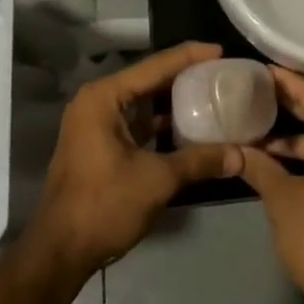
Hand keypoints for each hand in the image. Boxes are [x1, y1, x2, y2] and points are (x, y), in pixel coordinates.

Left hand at [32, 41, 242, 274]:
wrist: (61, 251)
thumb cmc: (104, 205)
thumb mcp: (158, 179)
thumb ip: (200, 160)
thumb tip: (242, 155)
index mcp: (104, 98)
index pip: (155, 65)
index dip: (190, 56)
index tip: (222, 51)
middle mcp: (97, 102)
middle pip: (149, 79)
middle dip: (185, 76)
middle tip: (223, 73)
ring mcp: (96, 124)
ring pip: (143, 102)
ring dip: (175, 101)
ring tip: (213, 94)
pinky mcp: (100, 145)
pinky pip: (137, 122)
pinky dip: (162, 123)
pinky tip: (191, 127)